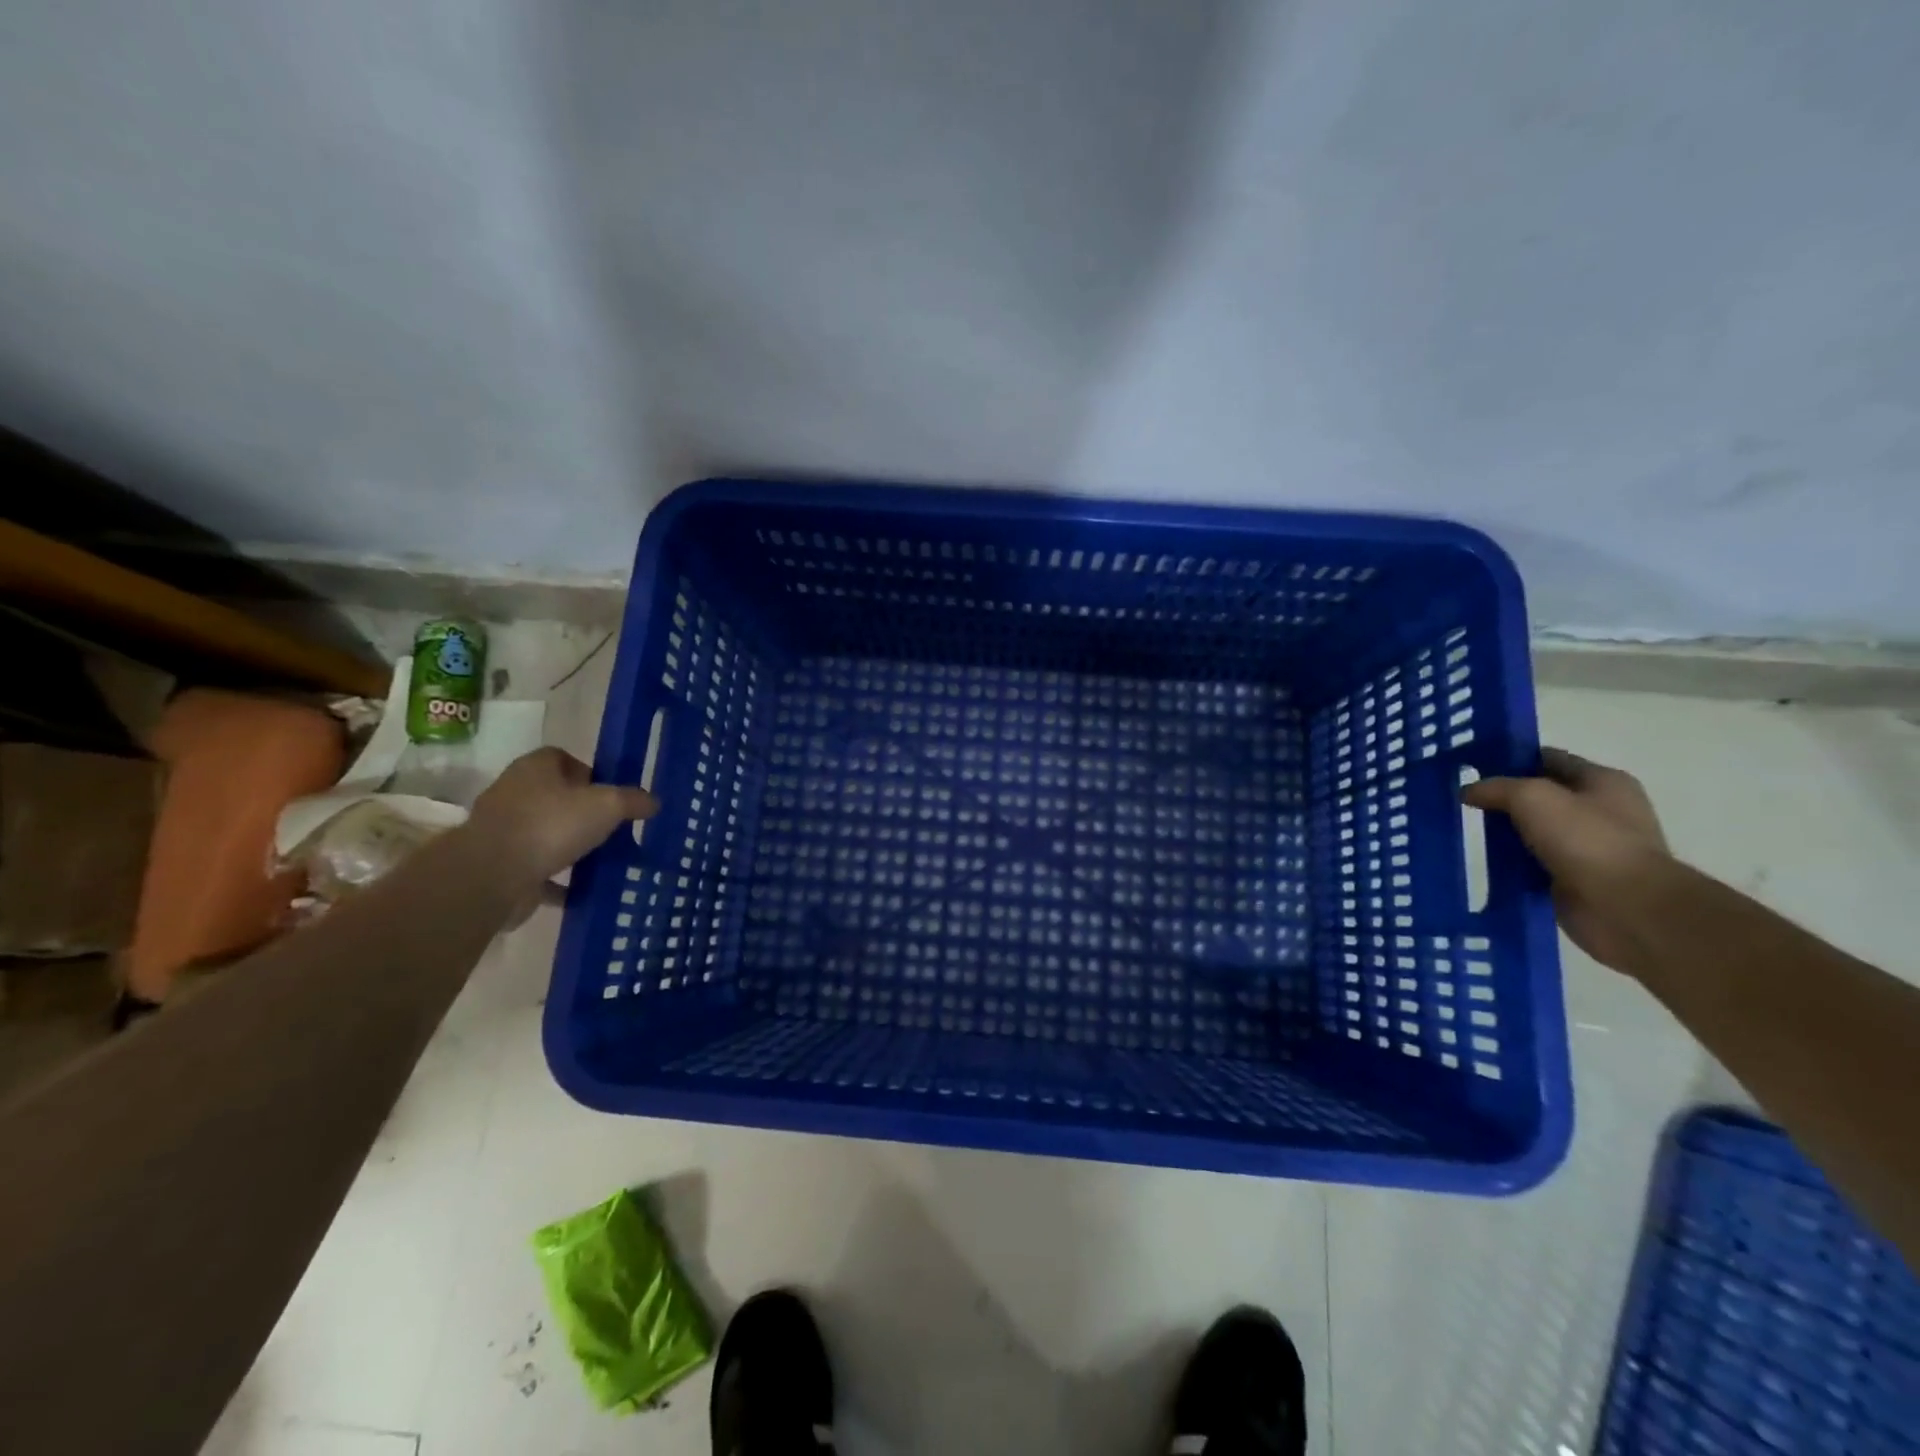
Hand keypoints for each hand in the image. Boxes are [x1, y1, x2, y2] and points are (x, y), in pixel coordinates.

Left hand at [467, 748, 657, 896]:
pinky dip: (557, 880)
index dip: (590, 773)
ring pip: (545, 833)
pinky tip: (581, 892)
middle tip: (612, 829)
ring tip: (601, 860)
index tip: (611, 795)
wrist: (491, 876)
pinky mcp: (498, 865)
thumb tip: (654, 802)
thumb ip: (633, 801)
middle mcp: (513, 792)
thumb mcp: (607, 806)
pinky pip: (536, 869)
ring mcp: (502, 830)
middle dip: (583, 812)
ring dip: (569, 846)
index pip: (563, 758)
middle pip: (555, 796)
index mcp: (535, 768)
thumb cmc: (551, 825)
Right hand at [1463, 748, 1670, 970]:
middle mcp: (1600, 811)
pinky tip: (1483, 862)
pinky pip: (1532, 864)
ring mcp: (1589, 848)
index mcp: (1603, 782)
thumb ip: (1496, 788)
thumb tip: (1468, 791)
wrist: (1625, 908)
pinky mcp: (1575, 879)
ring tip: (1465, 831)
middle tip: (1462, 799)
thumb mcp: (1532, 797)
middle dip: (1503, 798)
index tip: (1471, 766)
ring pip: (1533, 832)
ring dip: (1504, 834)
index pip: (1548, 758)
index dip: (1510, 758)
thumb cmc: (1586, 839)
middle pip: (1539, 797)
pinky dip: (1510, 864)